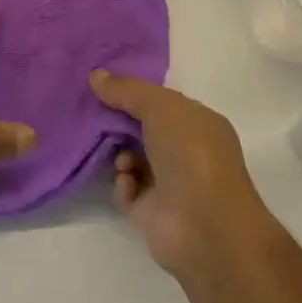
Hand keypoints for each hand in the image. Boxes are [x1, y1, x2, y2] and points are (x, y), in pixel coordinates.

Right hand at [90, 70, 271, 279]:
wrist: (205, 227)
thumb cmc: (191, 154)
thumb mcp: (160, 106)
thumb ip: (126, 89)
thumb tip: (96, 75)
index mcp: (198, 124)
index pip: (161, 102)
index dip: (133, 92)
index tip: (102, 85)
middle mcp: (186, 152)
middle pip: (142, 128)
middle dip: (118, 122)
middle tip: (95, 116)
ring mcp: (170, 184)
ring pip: (131, 158)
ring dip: (119, 153)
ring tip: (120, 158)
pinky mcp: (151, 213)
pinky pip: (126, 190)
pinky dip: (122, 184)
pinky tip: (127, 183)